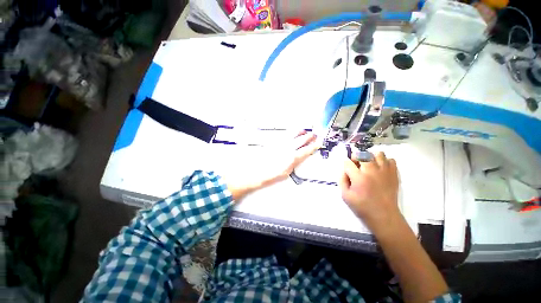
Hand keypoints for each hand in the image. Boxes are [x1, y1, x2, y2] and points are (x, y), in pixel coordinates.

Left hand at [228, 131, 319, 200]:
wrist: (256, 171)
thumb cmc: (270, 175)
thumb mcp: (286, 172)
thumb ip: (294, 163)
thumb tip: (298, 158)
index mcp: (292, 158)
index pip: (307, 150)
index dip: (314, 146)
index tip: (318, 143)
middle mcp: (288, 148)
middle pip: (302, 139)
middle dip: (310, 136)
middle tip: (314, 135)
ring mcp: (281, 144)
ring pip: (294, 134)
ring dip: (301, 132)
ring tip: (304, 131)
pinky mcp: (275, 142)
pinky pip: (286, 135)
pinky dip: (291, 133)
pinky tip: (292, 133)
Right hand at [339, 151, 401, 234]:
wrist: (384, 216)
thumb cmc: (362, 207)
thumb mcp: (345, 195)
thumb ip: (342, 180)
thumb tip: (345, 170)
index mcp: (359, 177)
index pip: (348, 162)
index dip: (345, 164)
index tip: (347, 170)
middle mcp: (372, 171)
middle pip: (362, 154)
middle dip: (356, 157)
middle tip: (356, 166)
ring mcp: (385, 172)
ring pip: (378, 154)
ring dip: (371, 157)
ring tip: (369, 165)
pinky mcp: (394, 174)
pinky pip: (390, 160)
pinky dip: (384, 162)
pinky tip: (380, 169)